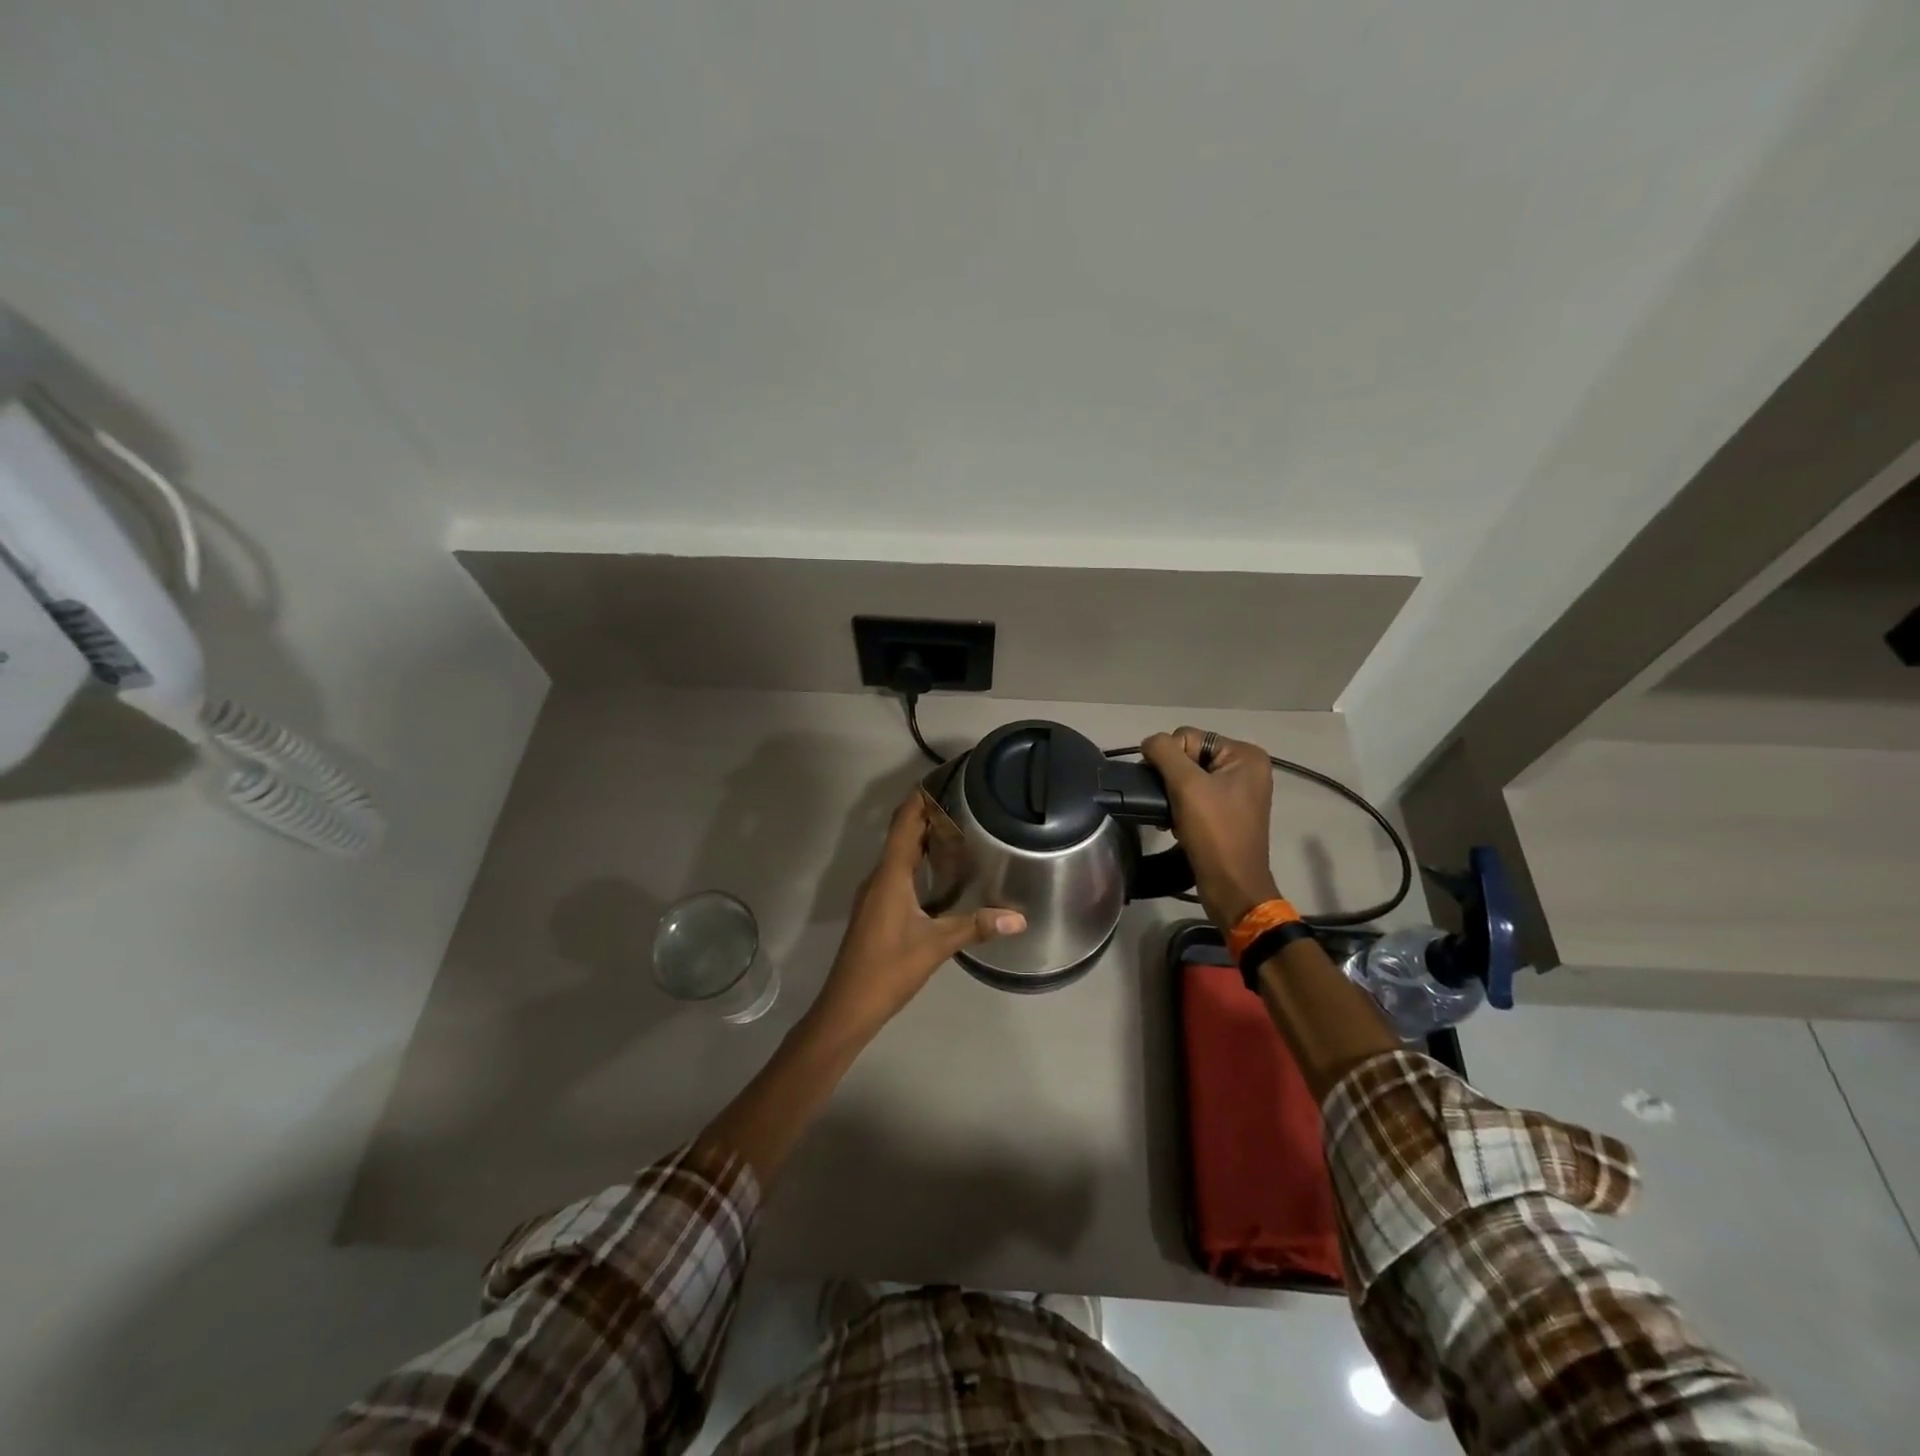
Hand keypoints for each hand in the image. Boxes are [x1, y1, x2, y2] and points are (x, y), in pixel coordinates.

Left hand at [811, 792, 1025, 1037]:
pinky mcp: (876, 909)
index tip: (942, 777)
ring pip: (898, 853)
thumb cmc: (888, 969)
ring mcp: (874, 894)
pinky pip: (897, 871)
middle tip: (962, 799)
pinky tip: (938, 870)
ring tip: (956, 826)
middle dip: (926, 813)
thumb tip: (1020, 918)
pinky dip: (916, 859)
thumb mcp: (936, 946)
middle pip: (901, 834)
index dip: (919, 798)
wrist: (847, 1005)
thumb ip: (976, 927)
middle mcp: (879, 877)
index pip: (904, 823)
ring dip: (921, 836)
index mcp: (890, 875)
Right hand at [1141, 727, 1280, 929]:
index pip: (1188, 737)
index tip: (1167, 789)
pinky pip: (1195, 796)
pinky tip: (1176, 824)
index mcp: (1245, 755)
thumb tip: (1149, 742)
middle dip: (1171, 779)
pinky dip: (1181, 807)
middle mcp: (1246, 767)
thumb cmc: (1214, 832)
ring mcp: (1238, 791)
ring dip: (1173, 795)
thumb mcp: (1186, 785)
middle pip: (1188, 755)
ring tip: (1171, 817)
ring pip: (1188, 777)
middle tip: (1168, 804)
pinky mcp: (1228, 811)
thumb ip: (1164, 753)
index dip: (1170, 759)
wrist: (1231, 886)